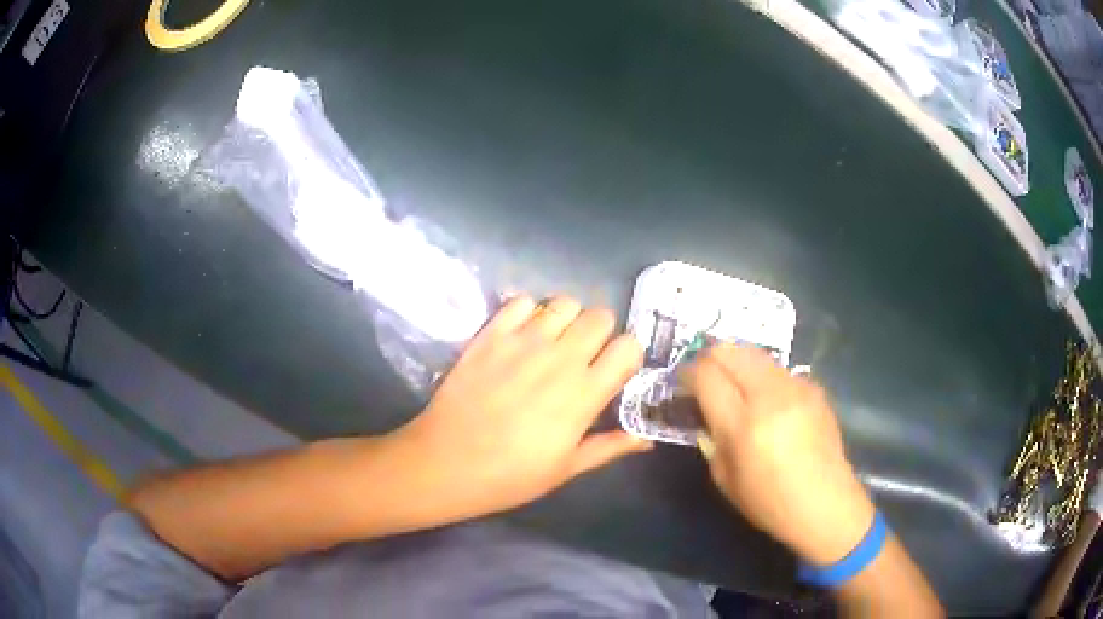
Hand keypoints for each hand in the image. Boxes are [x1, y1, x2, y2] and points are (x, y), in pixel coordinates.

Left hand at [394, 295, 651, 519]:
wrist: (446, 463)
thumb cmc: (510, 475)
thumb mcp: (566, 468)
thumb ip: (609, 447)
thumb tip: (646, 439)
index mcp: (584, 393)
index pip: (629, 346)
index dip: (627, 355)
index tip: (616, 370)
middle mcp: (560, 358)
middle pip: (600, 316)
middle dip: (600, 332)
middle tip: (583, 355)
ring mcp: (522, 341)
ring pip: (564, 303)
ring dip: (567, 319)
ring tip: (553, 341)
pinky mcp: (490, 334)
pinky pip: (520, 302)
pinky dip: (527, 311)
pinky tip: (521, 334)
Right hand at [682, 344, 875, 565]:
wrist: (824, 504)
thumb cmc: (769, 502)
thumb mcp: (724, 478)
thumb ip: (711, 438)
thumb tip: (706, 411)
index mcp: (743, 425)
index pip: (707, 376)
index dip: (689, 373)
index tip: (683, 381)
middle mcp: (770, 397)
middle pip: (732, 352)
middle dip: (711, 357)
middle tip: (705, 374)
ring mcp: (796, 389)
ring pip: (757, 354)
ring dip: (739, 363)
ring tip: (735, 384)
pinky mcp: (814, 389)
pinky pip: (780, 370)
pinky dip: (764, 377)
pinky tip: (768, 400)